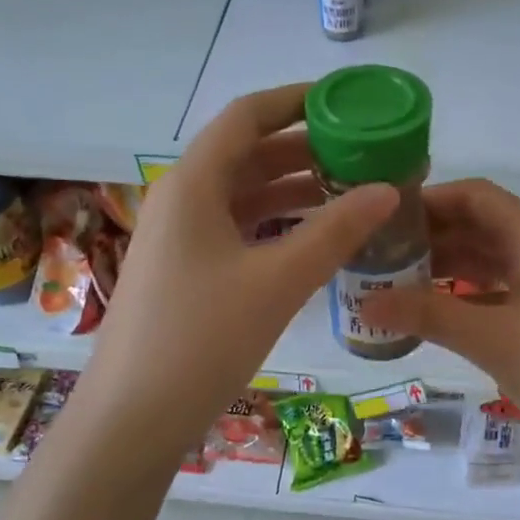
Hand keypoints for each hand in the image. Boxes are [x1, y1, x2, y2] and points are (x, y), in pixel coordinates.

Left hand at [71, 84, 397, 463]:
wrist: (131, 418)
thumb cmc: (201, 339)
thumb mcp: (278, 282)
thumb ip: (335, 231)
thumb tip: (388, 189)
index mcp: (194, 184)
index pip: (247, 117)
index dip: (296, 101)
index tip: (345, 100)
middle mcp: (182, 199)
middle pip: (247, 155)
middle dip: (305, 149)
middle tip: (363, 154)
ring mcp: (179, 239)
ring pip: (243, 196)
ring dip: (293, 190)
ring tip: (351, 193)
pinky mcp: (184, 272)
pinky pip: (237, 230)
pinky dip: (276, 226)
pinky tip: (313, 239)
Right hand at [364, 179, 519, 485]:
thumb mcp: (495, 341)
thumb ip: (429, 316)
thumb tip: (364, 303)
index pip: (477, 196)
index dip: (431, 198)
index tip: (384, 215)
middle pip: (481, 226)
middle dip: (431, 235)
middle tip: (378, 253)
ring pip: (491, 260)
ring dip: (447, 266)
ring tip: (395, 281)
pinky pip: (502, 290)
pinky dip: (467, 295)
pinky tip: (436, 313)